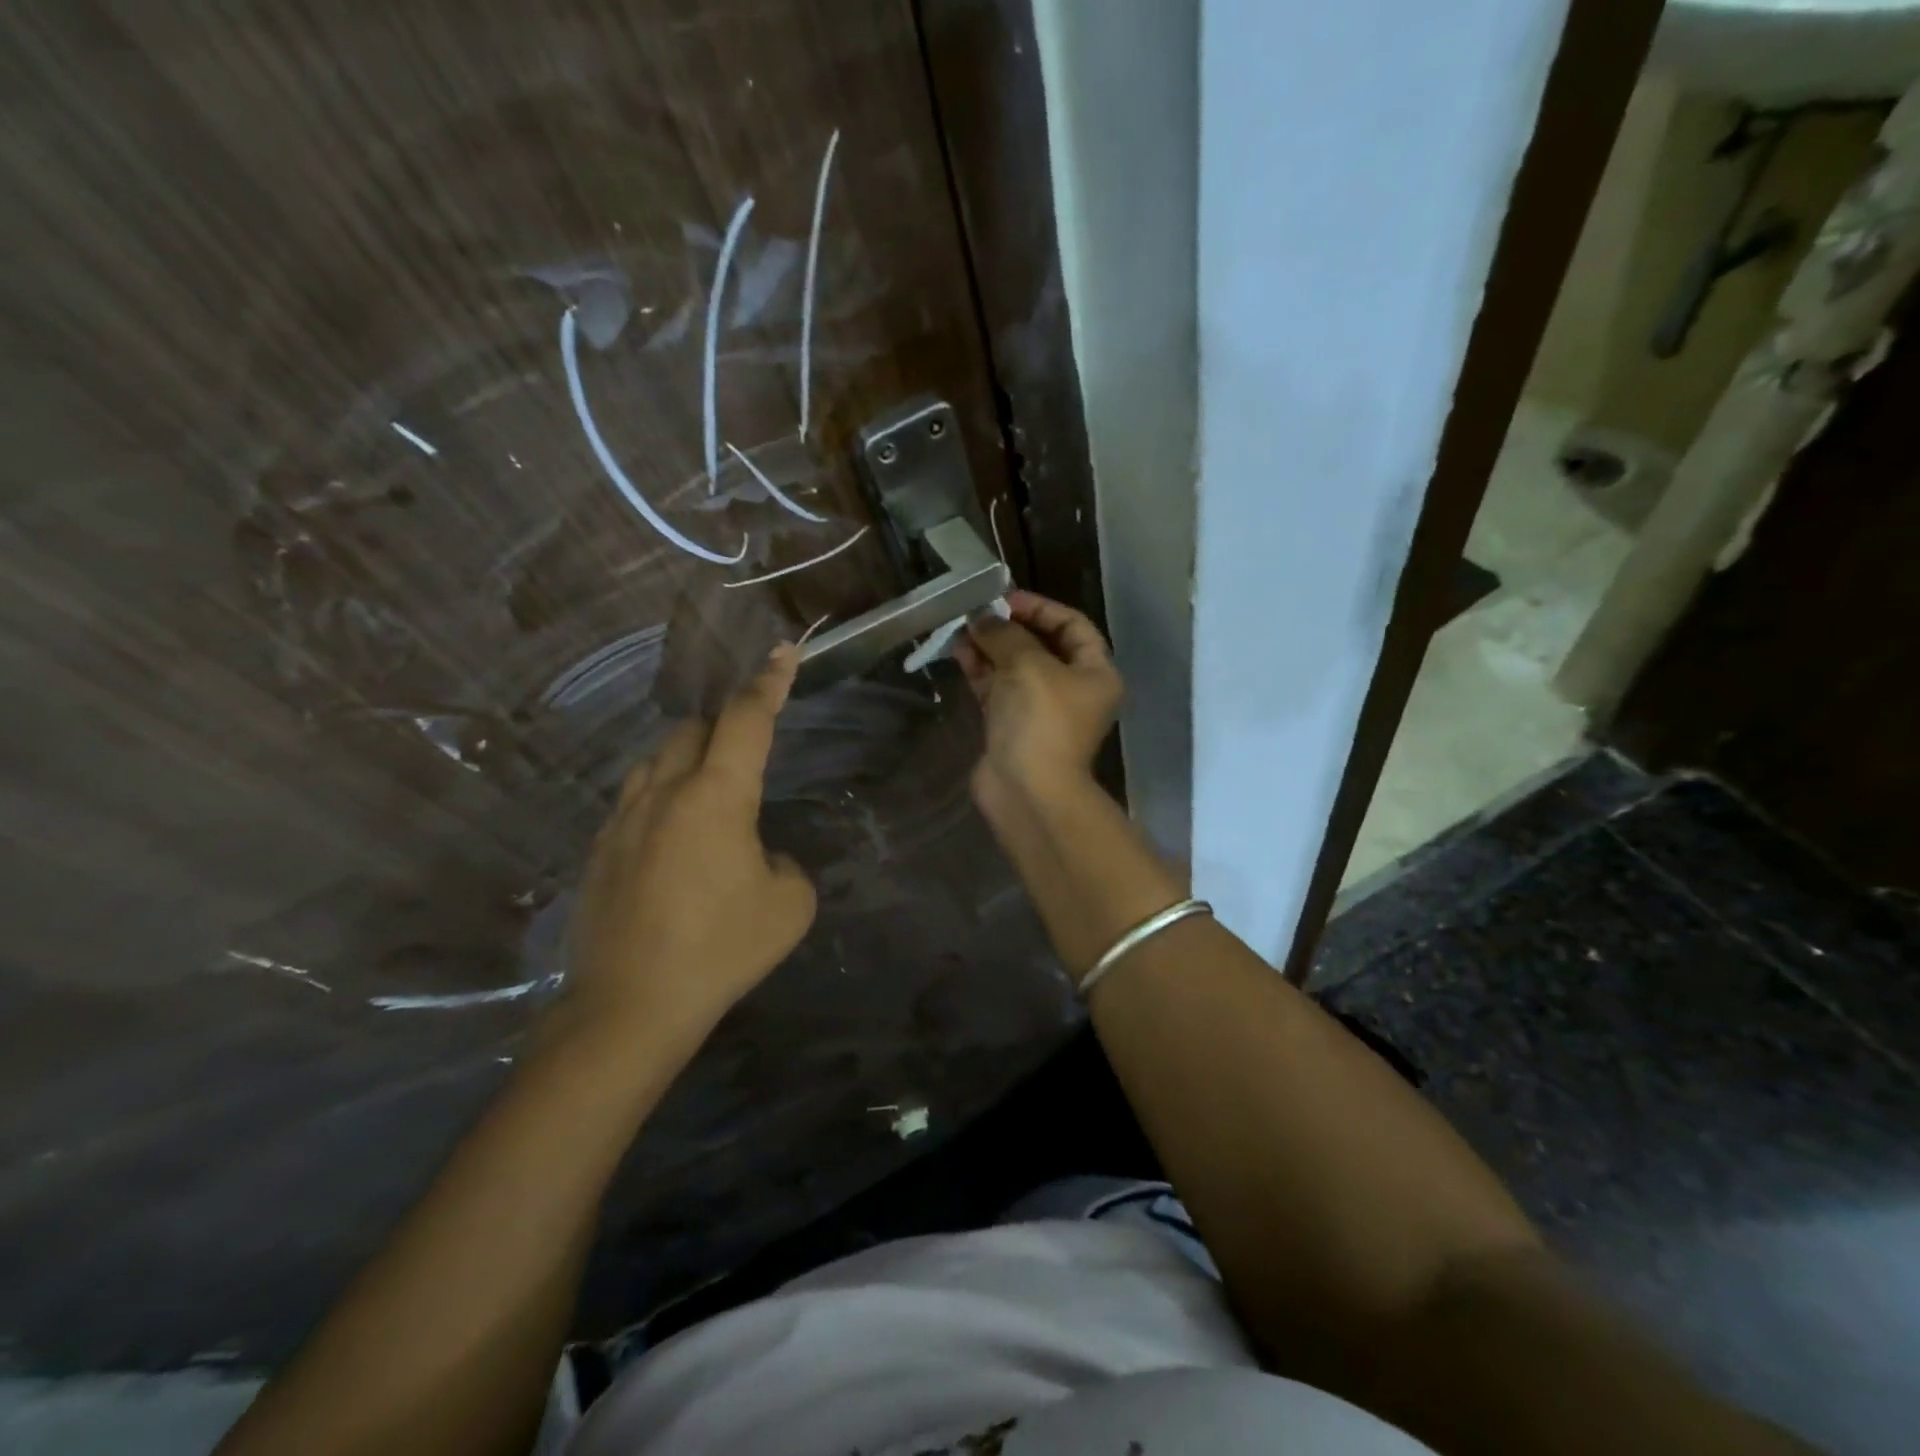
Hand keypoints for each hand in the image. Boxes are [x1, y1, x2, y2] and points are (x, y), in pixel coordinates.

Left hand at [564, 645, 815, 1040]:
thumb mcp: (789, 906)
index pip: (747, 719)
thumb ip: (784, 863)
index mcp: (717, 796)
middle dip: (723, 726)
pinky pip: (634, 799)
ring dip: (686, 760)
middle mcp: (664, 791)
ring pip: (655, 759)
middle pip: (692, 728)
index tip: (783, 653)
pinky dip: (660, 799)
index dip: (770, 682)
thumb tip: (758, 856)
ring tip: (706, 798)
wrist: (631, 1006)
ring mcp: (623, 818)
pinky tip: (671, 842)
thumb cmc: (721, 949)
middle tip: (744, 758)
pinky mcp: (598, 848)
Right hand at [953, 589, 1122, 803]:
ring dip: (989, 646)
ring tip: (961, 628)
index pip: (1073, 626)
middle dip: (1008, 627)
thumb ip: (1005, 634)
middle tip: (977, 612)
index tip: (1006, 598)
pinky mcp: (1012, 727)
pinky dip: (980, 670)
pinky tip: (958, 651)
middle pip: (1041, 646)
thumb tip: (983, 618)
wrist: (1027, 791)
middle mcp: (1072, 689)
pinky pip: (997, 689)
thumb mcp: (1028, 665)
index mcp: (1095, 673)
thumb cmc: (1041, 721)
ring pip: (1014, 667)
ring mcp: (1040, 710)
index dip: (1041, 607)